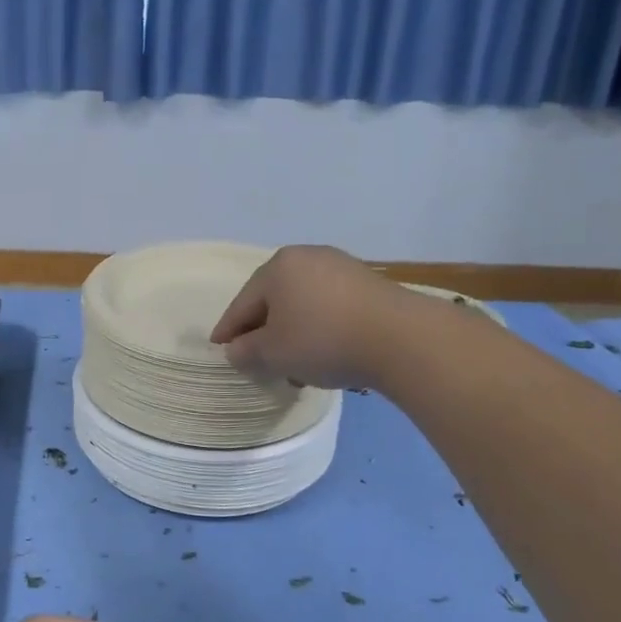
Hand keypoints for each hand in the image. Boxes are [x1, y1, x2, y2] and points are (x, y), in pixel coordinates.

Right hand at [210, 244, 407, 389]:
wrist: (402, 338)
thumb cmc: (323, 340)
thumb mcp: (274, 353)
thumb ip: (246, 351)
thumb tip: (236, 350)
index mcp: (277, 267)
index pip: (242, 303)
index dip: (228, 330)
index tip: (218, 348)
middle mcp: (307, 257)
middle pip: (273, 300)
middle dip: (264, 331)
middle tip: (256, 359)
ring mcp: (341, 267)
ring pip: (303, 305)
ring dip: (293, 333)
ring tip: (294, 364)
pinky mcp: (368, 284)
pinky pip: (329, 307)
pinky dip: (320, 329)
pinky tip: (324, 353)